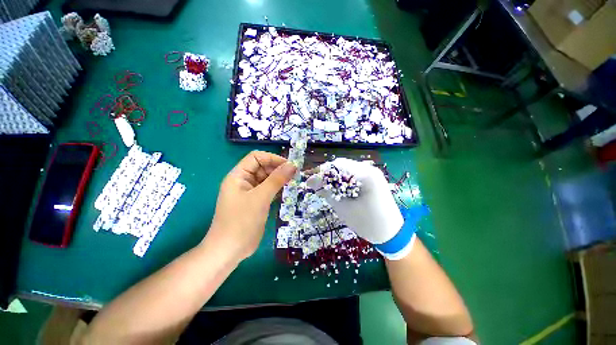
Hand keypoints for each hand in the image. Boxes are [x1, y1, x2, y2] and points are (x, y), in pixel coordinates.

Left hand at [205, 151, 295, 260]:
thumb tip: (292, 165)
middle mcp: (243, 181)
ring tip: (293, 182)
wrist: (230, 251)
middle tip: (294, 175)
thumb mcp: (260, 198)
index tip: (289, 166)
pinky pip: (268, 190)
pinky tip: (287, 191)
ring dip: (279, 179)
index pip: (256, 158)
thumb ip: (276, 180)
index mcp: (238, 176)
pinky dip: (277, 189)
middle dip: (277, 169)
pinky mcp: (256, 202)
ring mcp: (250, 192)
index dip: (272, 158)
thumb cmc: (241, 221)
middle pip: (262, 167)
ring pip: (266, 179)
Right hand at [307, 158, 413, 259]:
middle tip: (317, 185)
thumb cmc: (368, 223)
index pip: (337, 166)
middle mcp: (370, 168)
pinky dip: (342, 179)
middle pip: (342, 164)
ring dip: (334, 176)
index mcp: (366, 175)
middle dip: (327, 174)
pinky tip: (338, 188)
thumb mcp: (344, 208)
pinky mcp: (372, 178)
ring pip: (346, 168)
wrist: (391, 233)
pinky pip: (352, 173)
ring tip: (326, 187)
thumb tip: (310, 181)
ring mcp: (372, 172)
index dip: (322, 173)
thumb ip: (327, 192)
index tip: (310, 182)